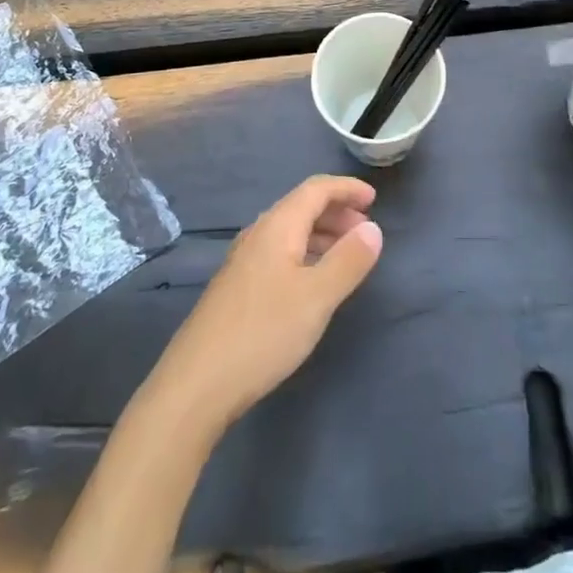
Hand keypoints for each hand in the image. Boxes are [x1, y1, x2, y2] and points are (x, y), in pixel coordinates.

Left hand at [149, 175, 382, 435]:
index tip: (374, 199)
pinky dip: (305, 253)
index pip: (316, 189)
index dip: (346, 188)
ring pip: (290, 231)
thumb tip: (372, 228)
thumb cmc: (263, 333)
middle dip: (337, 211)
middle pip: (301, 206)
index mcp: (277, 226)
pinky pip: (279, 252)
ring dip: (322, 234)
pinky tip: (313, 281)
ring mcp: (244, 261)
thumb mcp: (317, 297)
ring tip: (347, 254)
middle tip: (366, 230)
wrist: (197, 384)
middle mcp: (258, 234)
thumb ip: (348, 260)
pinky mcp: (237, 287)